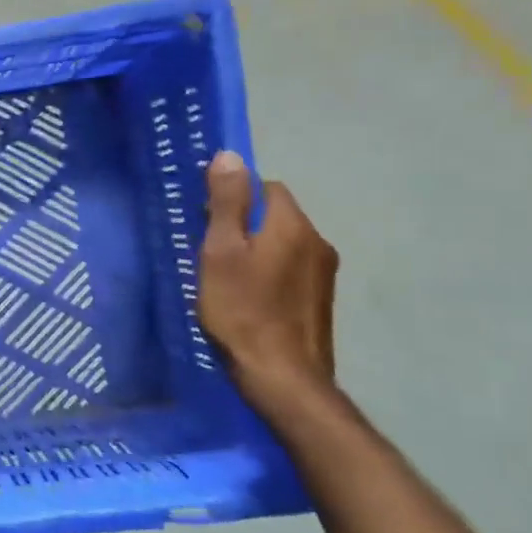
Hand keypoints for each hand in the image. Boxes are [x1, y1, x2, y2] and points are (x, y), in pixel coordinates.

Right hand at [198, 151, 338, 415]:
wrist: (282, 376)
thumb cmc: (241, 309)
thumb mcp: (220, 251)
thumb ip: (226, 203)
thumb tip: (230, 156)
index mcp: (292, 225)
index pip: (266, 187)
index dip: (234, 197)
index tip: (206, 222)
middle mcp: (317, 242)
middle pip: (276, 215)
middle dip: (244, 223)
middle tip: (210, 251)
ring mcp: (324, 274)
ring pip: (283, 243)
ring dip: (257, 249)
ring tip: (226, 276)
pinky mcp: (321, 300)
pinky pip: (291, 268)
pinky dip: (269, 272)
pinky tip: (249, 297)